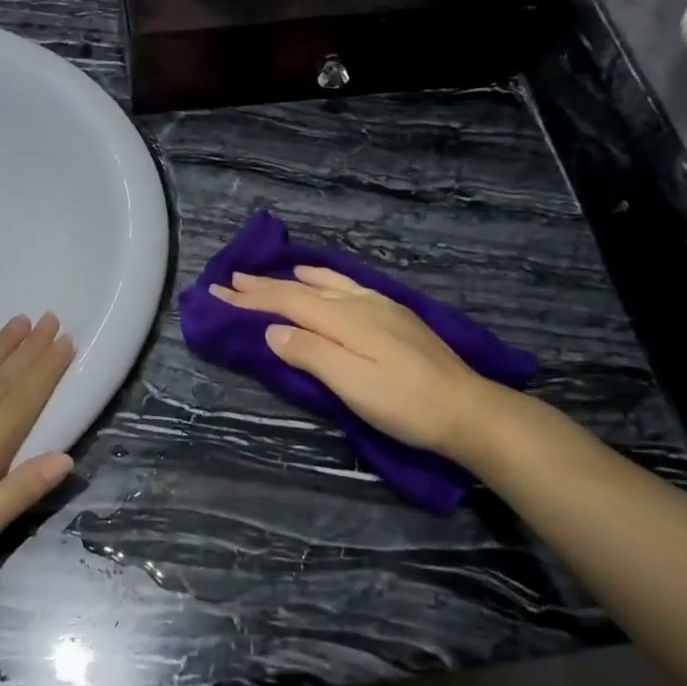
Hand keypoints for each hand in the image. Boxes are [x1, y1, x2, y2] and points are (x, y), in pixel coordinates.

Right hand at [210, 267, 489, 459]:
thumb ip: (311, 354)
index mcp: (345, 319)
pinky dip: (323, 280)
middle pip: (302, 290)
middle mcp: (360, 303)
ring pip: (326, 283)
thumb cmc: (406, 404)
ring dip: (292, 280)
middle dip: (264, 286)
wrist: (469, 410)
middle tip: (230, 280)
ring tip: (271, 275)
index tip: (217, 292)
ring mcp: (381, 307)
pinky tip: (324, 280)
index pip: (287, 302)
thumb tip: (272, 331)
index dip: (251, 298)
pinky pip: (347, 286)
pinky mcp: (395, 316)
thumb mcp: (353, 385)